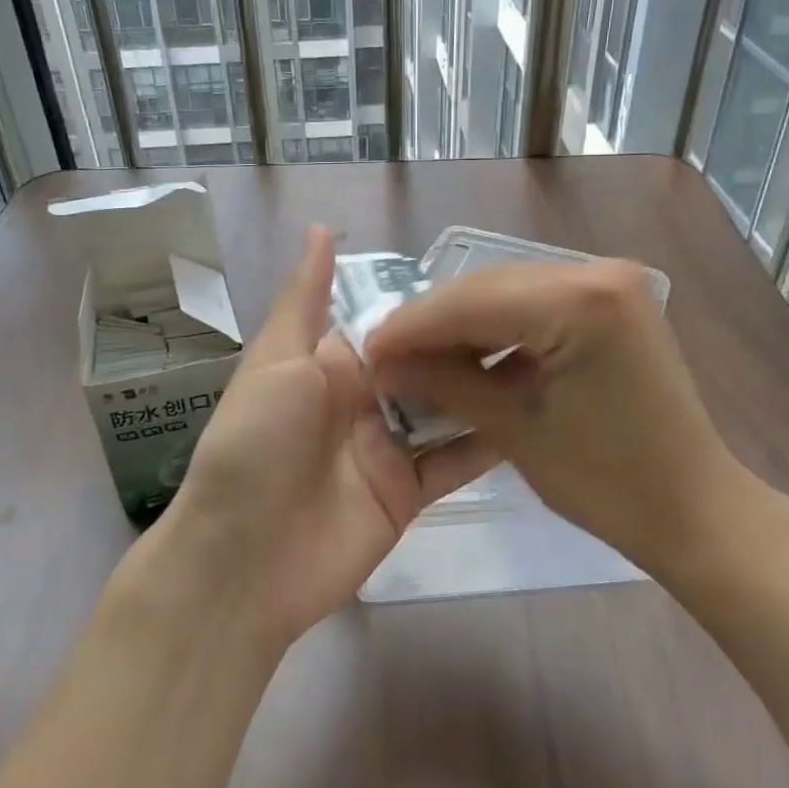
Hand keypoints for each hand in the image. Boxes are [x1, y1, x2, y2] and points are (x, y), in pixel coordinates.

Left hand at [144, 227, 496, 647]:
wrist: (243, 559)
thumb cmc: (256, 444)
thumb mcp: (276, 360)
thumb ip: (306, 299)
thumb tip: (320, 228)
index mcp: (332, 362)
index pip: (391, 321)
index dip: (431, 303)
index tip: (487, 279)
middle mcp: (364, 398)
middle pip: (425, 363)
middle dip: (468, 344)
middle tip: (532, 318)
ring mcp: (388, 446)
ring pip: (446, 408)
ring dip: (485, 388)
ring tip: (545, 359)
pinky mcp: (408, 491)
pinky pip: (454, 461)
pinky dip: (487, 443)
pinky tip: (534, 419)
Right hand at [364, 260, 756, 580]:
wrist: (695, 508)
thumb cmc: (610, 484)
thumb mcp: (516, 431)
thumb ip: (446, 384)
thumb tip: (383, 362)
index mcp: (583, 301)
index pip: (474, 301)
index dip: (413, 326)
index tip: (366, 350)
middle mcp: (598, 272)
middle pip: (489, 288)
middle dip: (433, 323)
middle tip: (386, 356)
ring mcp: (609, 281)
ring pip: (508, 291)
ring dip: (462, 324)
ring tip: (418, 359)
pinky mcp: (611, 300)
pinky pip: (536, 303)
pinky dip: (498, 328)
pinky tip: (467, 355)